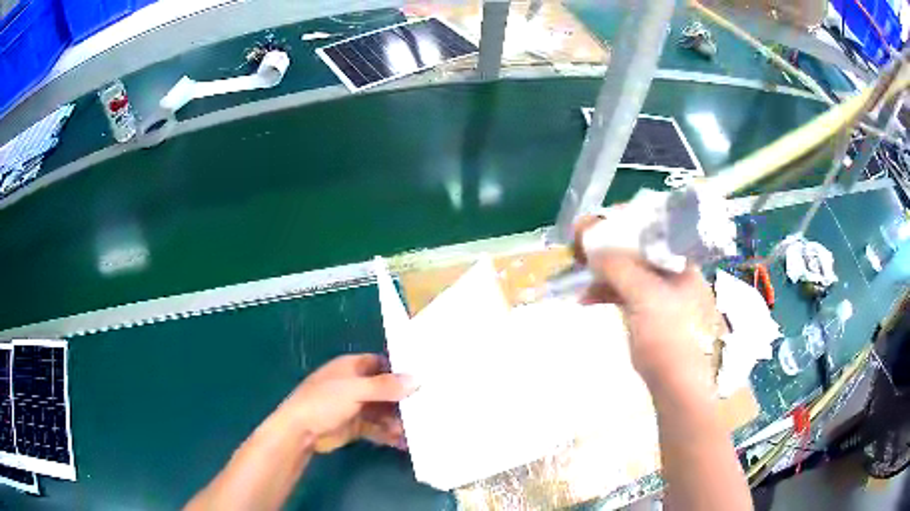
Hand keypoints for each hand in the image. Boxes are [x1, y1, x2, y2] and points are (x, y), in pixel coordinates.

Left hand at [283, 354, 416, 452]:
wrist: (300, 431)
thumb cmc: (324, 402)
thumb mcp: (355, 390)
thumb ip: (385, 386)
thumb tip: (417, 380)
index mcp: (352, 367)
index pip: (382, 363)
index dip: (401, 370)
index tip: (425, 378)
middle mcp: (356, 385)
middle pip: (386, 390)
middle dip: (404, 400)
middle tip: (428, 408)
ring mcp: (356, 407)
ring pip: (384, 411)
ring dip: (399, 419)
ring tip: (418, 430)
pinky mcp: (356, 426)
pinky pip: (378, 428)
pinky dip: (390, 434)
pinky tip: (404, 442)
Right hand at [576, 219, 720, 384]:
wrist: (675, 381)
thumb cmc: (668, 334)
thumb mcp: (643, 295)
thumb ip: (617, 264)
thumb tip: (588, 240)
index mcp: (680, 259)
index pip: (650, 226)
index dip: (621, 222)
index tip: (594, 226)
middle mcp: (673, 269)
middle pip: (636, 246)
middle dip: (606, 247)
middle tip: (579, 248)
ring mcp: (661, 290)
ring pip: (628, 269)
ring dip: (602, 271)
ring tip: (579, 276)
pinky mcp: (649, 310)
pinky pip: (625, 290)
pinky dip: (607, 292)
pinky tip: (586, 299)